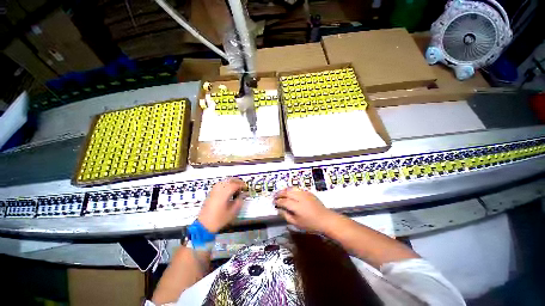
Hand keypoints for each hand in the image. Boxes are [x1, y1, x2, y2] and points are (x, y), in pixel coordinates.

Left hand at [198, 178, 245, 232]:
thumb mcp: (232, 213)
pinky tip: (228, 190)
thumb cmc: (219, 219)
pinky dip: (225, 185)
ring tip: (236, 188)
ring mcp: (213, 191)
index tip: (246, 188)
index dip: (241, 185)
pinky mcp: (210, 193)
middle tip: (242, 186)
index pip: (234, 185)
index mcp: (224, 193)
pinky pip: (219, 185)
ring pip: (223, 181)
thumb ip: (239, 202)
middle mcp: (218, 189)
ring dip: (230, 182)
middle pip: (228, 180)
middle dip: (236, 181)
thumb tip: (242, 196)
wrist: (205, 224)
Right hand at [274, 187, 336, 231]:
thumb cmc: (311, 224)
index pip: (283, 201)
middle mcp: (300, 197)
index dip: (277, 202)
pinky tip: (290, 194)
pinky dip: (292, 190)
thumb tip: (279, 210)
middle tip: (275, 197)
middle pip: (287, 192)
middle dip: (280, 194)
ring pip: (293, 188)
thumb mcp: (296, 223)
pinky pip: (298, 189)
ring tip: (281, 194)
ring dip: (285, 190)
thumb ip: (286, 216)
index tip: (273, 203)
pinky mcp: (310, 193)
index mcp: (296, 206)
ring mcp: (306, 194)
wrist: (326, 220)